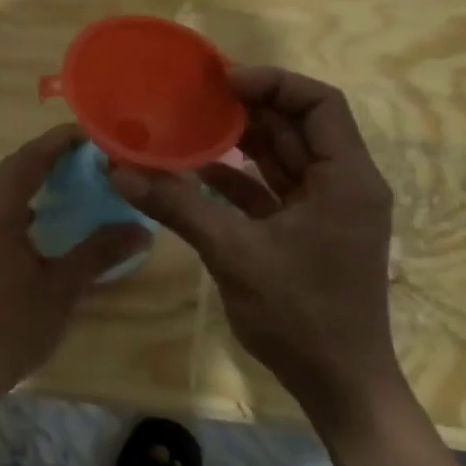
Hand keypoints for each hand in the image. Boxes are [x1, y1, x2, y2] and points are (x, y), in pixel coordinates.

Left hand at [0, 124, 148, 418]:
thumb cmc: (10, 329)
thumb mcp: (61, 289)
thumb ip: (98, 253)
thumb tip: (141, 231)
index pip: (29, 160)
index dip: (59, 142)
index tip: (92, 133)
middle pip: (11, 169)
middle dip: (48, 157)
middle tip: (88, 155)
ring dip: (31, 179)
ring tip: (70, 179)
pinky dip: (18, 203)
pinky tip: (42, 217)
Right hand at [110, 66, 405, 433]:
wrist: (338, 385)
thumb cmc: (299, 314)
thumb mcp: (234, 253)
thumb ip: (178, 206)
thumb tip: (119, 170)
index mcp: (346, 178)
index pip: (320, 103)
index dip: (272, 83)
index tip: (222, 80)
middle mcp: (344, 185)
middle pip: (299, 127)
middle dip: (250, 108)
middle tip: (196, 94)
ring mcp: (327, 211)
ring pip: (284, 159)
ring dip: (242, 142)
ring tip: (191, 123)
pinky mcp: (308, 233)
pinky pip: (273, 191)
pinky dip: (240, 180)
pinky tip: (198, 172)